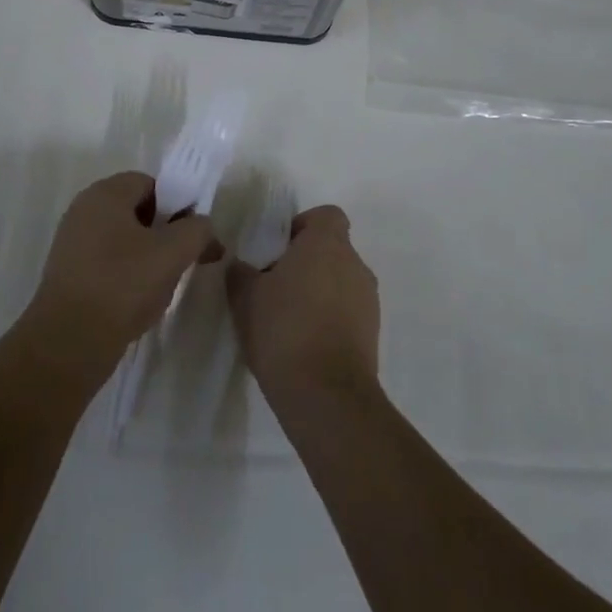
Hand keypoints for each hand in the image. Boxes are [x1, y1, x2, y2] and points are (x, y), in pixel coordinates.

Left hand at [24, 171, 221, 376]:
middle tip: (182, 261)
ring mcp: (72, 243)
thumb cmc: (122, 285)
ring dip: (148, 258)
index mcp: (104, 194)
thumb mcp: (173, 253)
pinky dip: (126, 276)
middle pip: (137, 211)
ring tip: (162, 287)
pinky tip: (137, 303)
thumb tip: (203, 226)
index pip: (151, 184)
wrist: (69, 343)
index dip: (177, 205)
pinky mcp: (68, 275)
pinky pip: (107, 263)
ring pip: (124, 240)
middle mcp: (84, 211)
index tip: (192, 236)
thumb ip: (197, 230)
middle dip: (165, 234)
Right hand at [225, 204, 378, 411]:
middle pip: (332, 249)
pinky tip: (303, 343)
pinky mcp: (373, 334)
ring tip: (287, 319)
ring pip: (340, 281)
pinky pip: (348, 312)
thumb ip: (239, 272)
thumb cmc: (284, 330)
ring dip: (318, 292)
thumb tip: (238, 263)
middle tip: (274, 286)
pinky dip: (330, 319)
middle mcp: (355, 264)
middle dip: (305, 262)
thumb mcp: (245, 297)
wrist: (327, 397)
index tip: (278, 249)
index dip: (302, 226)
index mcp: (327, 243)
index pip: (326, 215)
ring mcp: (368, 300)